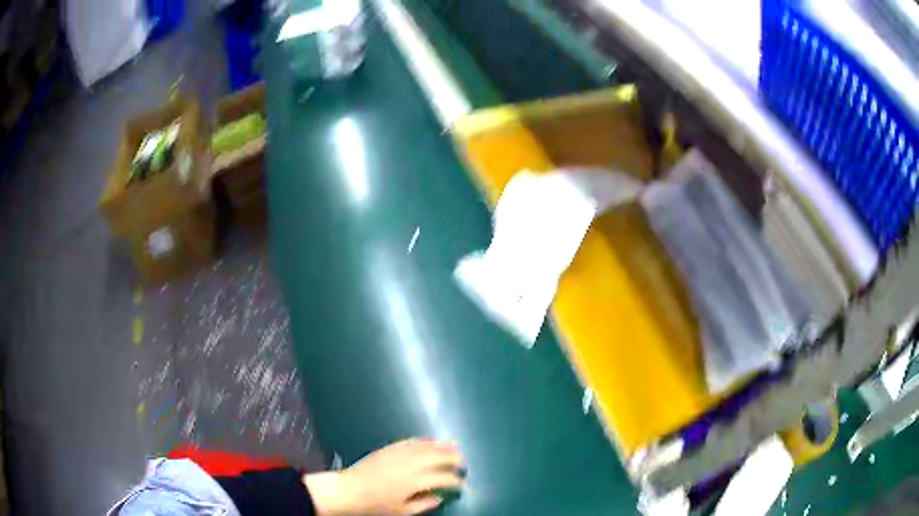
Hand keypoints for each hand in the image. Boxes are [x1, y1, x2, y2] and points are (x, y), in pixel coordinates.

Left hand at [304, 438, 465, 514]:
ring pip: (425, 447)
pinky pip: (410, 442)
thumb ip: (423, 504)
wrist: (349, 491)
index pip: (442, 478)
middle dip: (453, 458)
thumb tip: (439, 497)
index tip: (461, 484)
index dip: (454, 481)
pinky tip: (429, 441)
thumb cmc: (375, 505)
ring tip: (454, 445)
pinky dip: (422, 440)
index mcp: (415, 481)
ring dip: (441, 445)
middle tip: (463, 461)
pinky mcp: (388, 449)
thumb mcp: (402, 511)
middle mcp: (409, 464)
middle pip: (437, 457)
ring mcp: (398, 454)